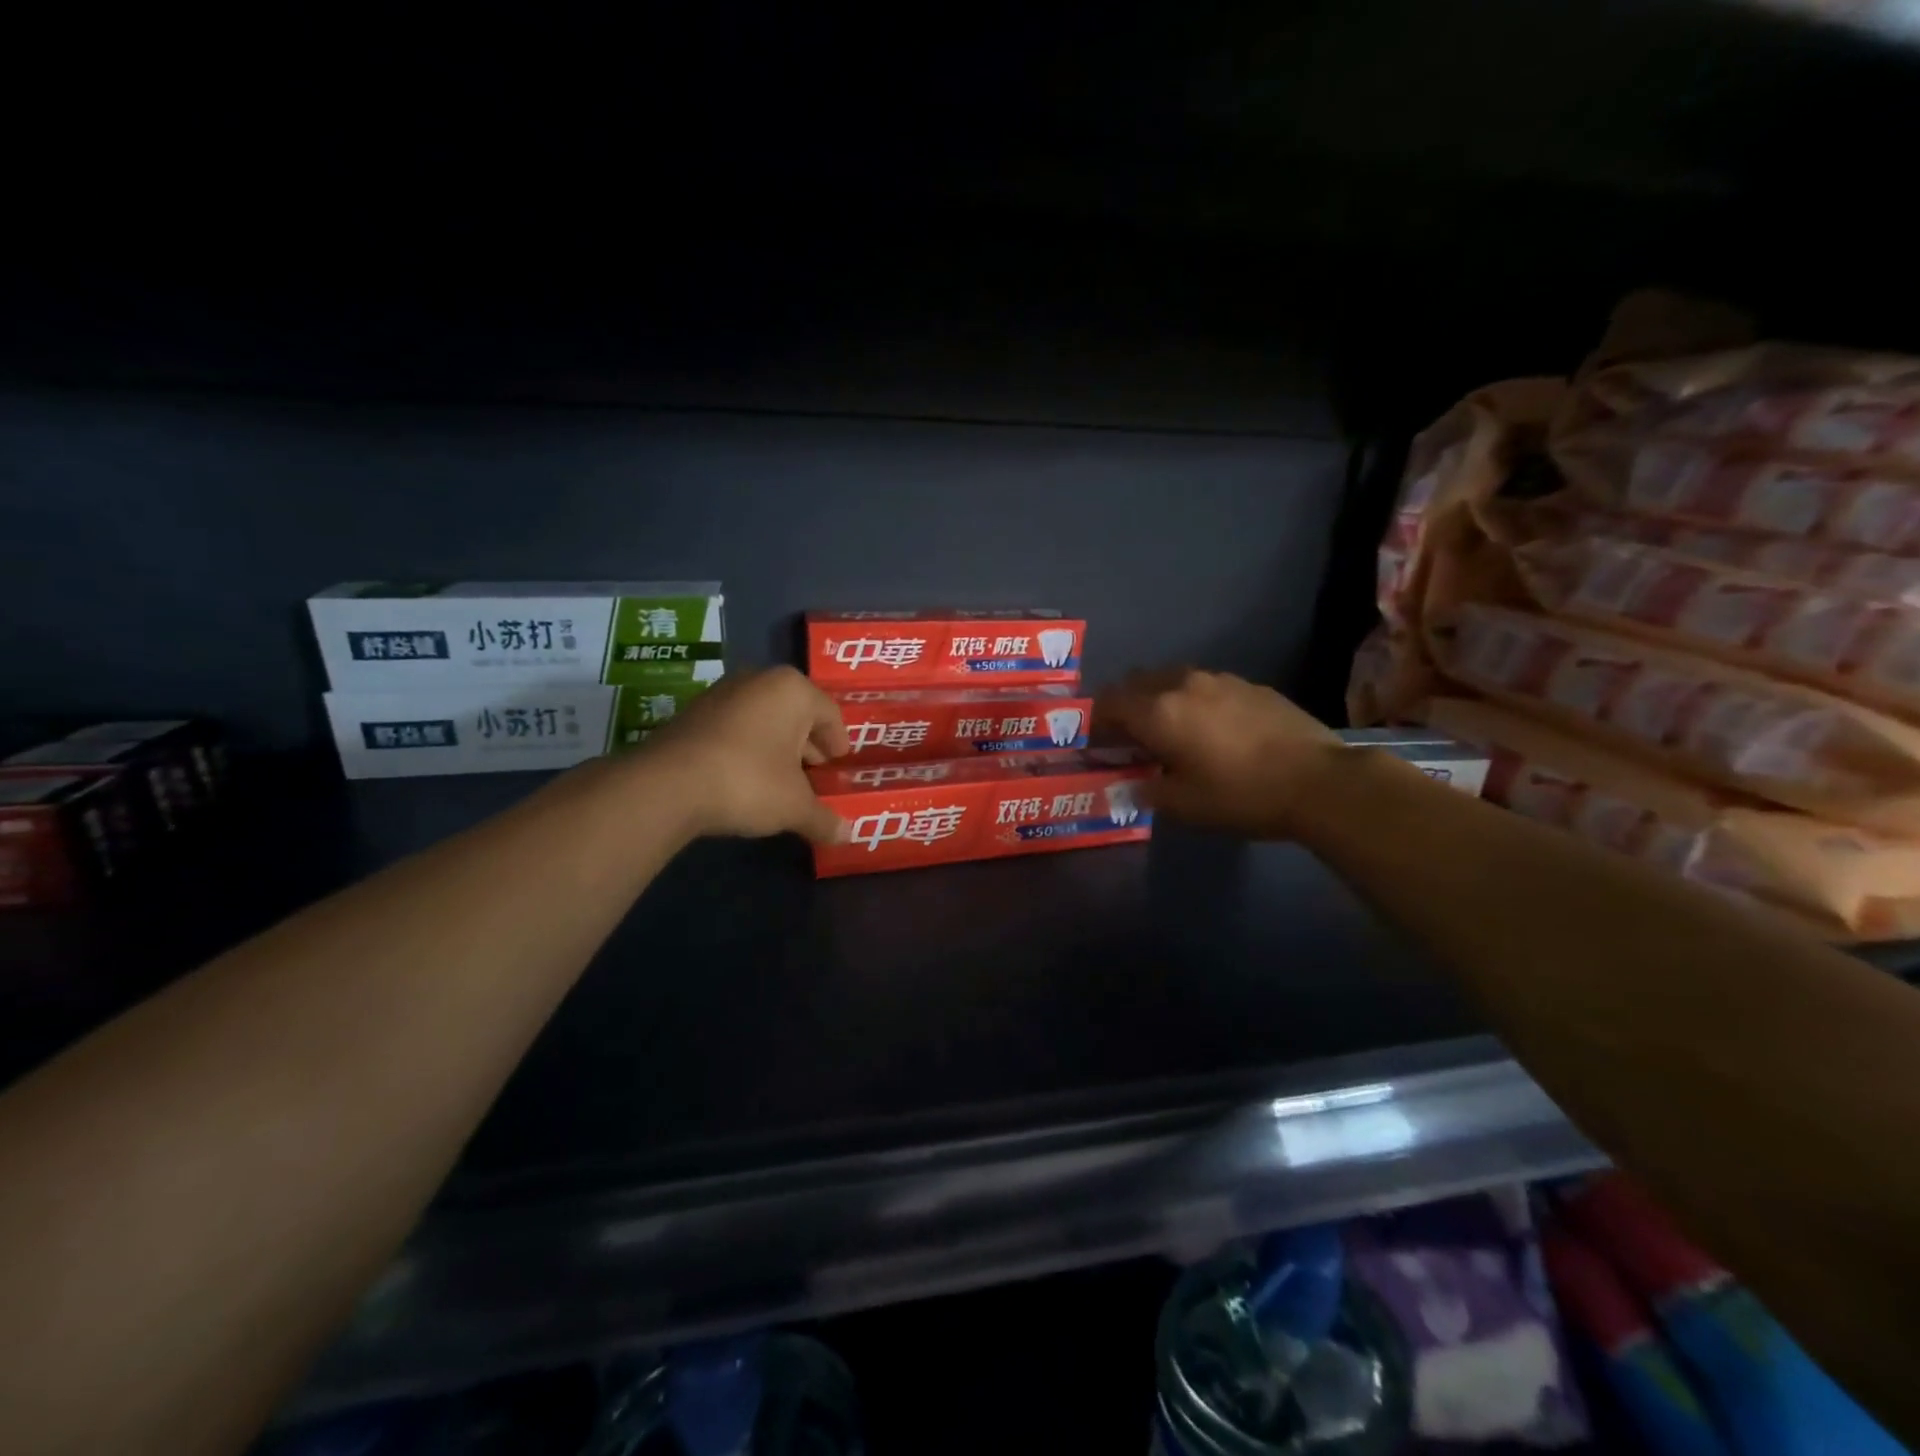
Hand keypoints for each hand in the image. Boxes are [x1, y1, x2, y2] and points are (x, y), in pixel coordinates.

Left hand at [643, 667, 850, 843]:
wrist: (668, 785)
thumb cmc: (748, 782)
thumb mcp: (794, 806)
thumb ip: (824, 818)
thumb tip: (848, 835)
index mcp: (793, 690)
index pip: (830, 714)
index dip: (838, 741)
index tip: (840, 761)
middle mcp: (759, 680)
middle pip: (796, 712)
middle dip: (807, 743)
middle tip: (816, 772)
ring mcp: (722, 693)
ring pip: (764, 718)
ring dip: (777, 745)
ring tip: (783, 778)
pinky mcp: (693, 712)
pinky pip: (736, 726)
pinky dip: (748, 746)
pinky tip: (747, 776)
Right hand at [1095, 667, 1341, 837]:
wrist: (1318, 781)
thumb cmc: (1240, 794)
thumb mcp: (1184, 805)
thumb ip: (1147, 791)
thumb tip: (1130, 784)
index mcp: (1158, 711)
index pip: (1109, 702)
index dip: (1095, 721)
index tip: (1096, 743)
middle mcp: (1182, 684)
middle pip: (1136, 683)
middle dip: (1124, 706)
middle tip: (1127, 736)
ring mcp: (1219, 679)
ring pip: (1171, 679)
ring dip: (1158, 699)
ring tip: (1168, 730)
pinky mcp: (1249, 685)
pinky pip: (1204, 685)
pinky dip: (1192, 700)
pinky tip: (1209, 728)